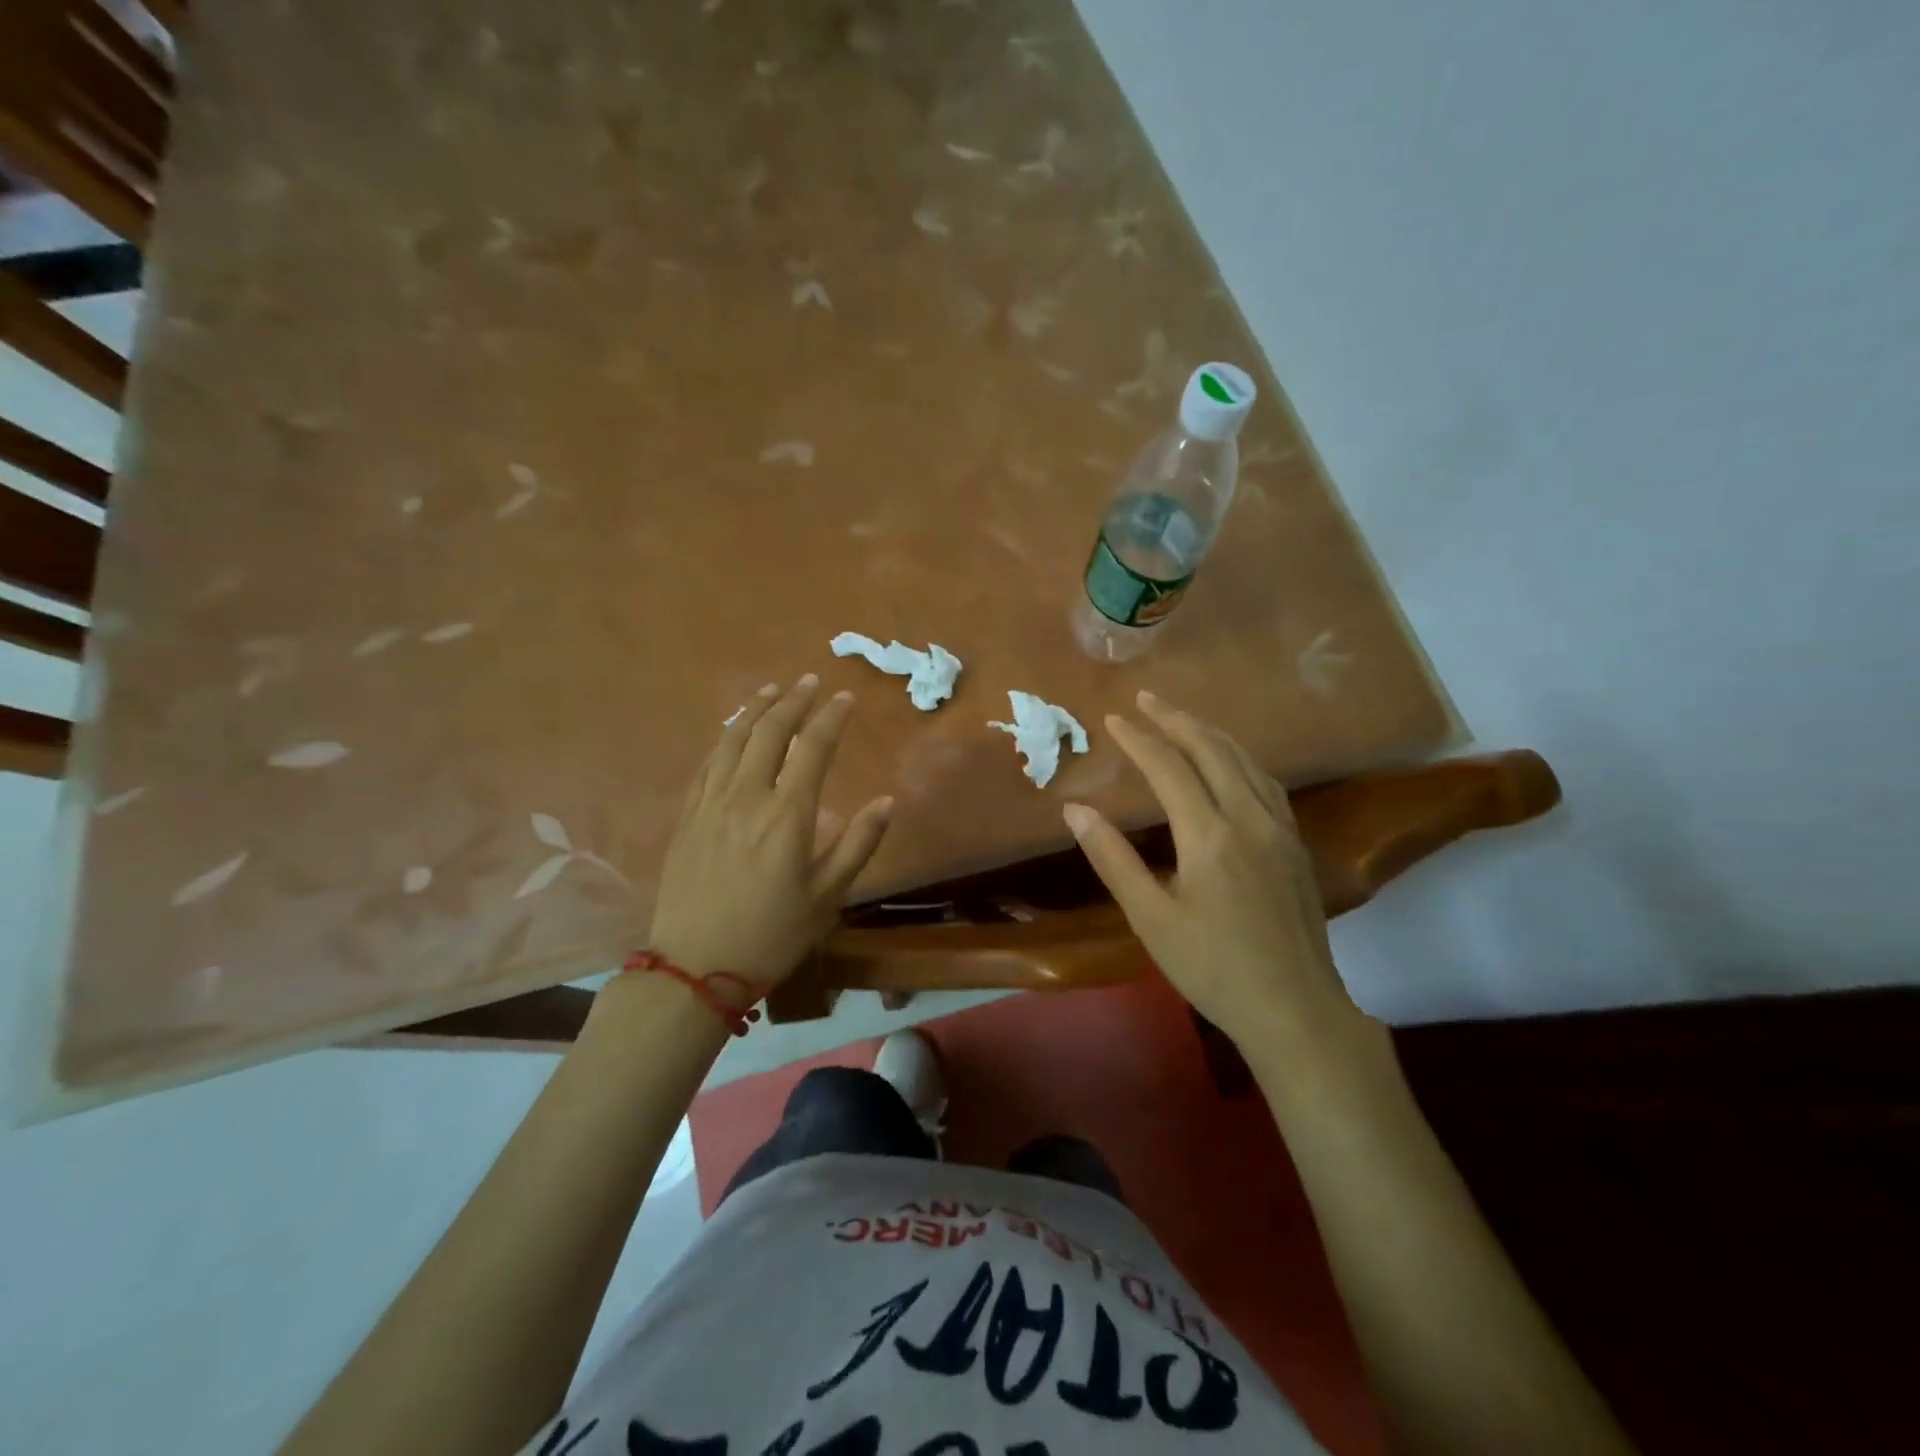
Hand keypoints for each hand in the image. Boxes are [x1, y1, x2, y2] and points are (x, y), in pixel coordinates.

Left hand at [646, 674, 892, 989]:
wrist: (695, 966)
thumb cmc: (771, 934)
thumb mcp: (828, 896)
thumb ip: (858, 844)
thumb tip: (886, 802)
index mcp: (787, 815)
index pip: (813, 748)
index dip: (831, 717)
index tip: (845, 697)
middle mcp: (747, 797)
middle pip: (770, 732)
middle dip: (793, 701)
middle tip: (809, 682)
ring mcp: (711, 804)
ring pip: (732, 740)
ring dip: (754, 710)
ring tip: (771, 690)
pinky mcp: (687, 817)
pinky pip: (706, 763)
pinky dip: (724, 738)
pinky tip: (732, 732)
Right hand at [1062, 691, 1364, 1045]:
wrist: (1295, 1009)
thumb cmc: (1212, 968)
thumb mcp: (1150, 917)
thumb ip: (1113, 859)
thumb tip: (1075, 811)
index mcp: (1210, 836)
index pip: (1169, 768)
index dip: (1139, 739)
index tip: (1113, 719)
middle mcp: (1249, 819)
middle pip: (1213, 750)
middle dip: (1176, 720)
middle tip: (1146, 699)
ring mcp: (1280, 829)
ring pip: (1246, 761)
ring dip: (1211, 733)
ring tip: (1182, 719)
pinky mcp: (1296, 844)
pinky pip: (1266, 782)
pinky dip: (1240, 758)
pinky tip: (1232, 763)